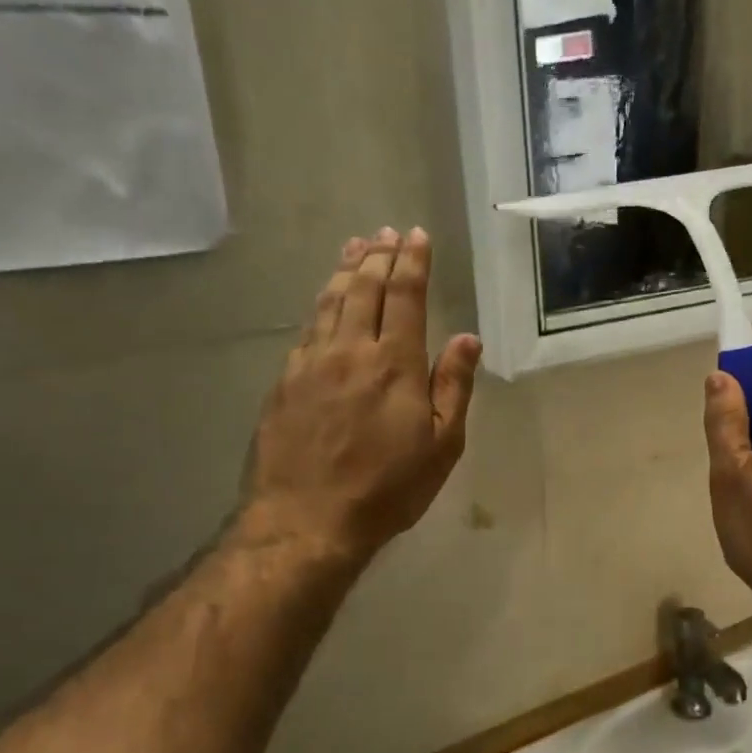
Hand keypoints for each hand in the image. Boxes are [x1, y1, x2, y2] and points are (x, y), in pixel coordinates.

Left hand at [233, 228, 481, 566]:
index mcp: (394, 363)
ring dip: (346, 270)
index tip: (416, 236)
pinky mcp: (284, 382)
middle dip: (378, 256)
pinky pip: (307, 329)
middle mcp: (350, 350)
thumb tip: (467, 338)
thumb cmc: (387, 488)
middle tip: (386, 233)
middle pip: (363, 289)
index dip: (412, 263)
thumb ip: (454, 387)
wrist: (307, 519)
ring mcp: (311, 363)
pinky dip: (321, 304)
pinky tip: (325, 301)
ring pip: (330, 302)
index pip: (404, 296)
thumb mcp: (442, 446)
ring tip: (355, 247)